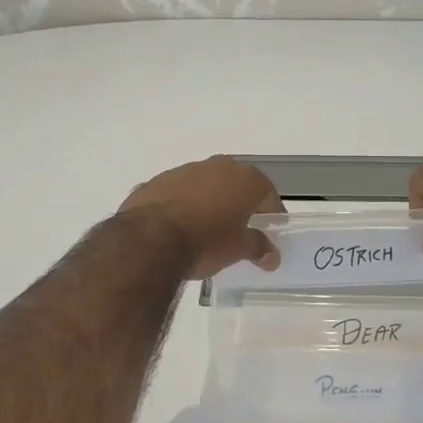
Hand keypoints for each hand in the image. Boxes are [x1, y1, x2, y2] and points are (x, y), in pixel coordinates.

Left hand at [119, 156, 283, 277]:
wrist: (150, 239)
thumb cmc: (206, 242)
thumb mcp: (238, 249)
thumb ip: (258, 247)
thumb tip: (272, 256)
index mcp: (244, 179)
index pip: (267, 193)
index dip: (271, 212)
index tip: (270, 229)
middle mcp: (217, 166)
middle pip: (236, 184)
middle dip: (239, 202)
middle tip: (239, 227)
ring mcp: (184, 170)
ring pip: (205, 184)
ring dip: (208, 201)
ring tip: (205, 228)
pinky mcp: (157, 181)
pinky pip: (178, 192)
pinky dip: (182, 204)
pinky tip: (177, 227)